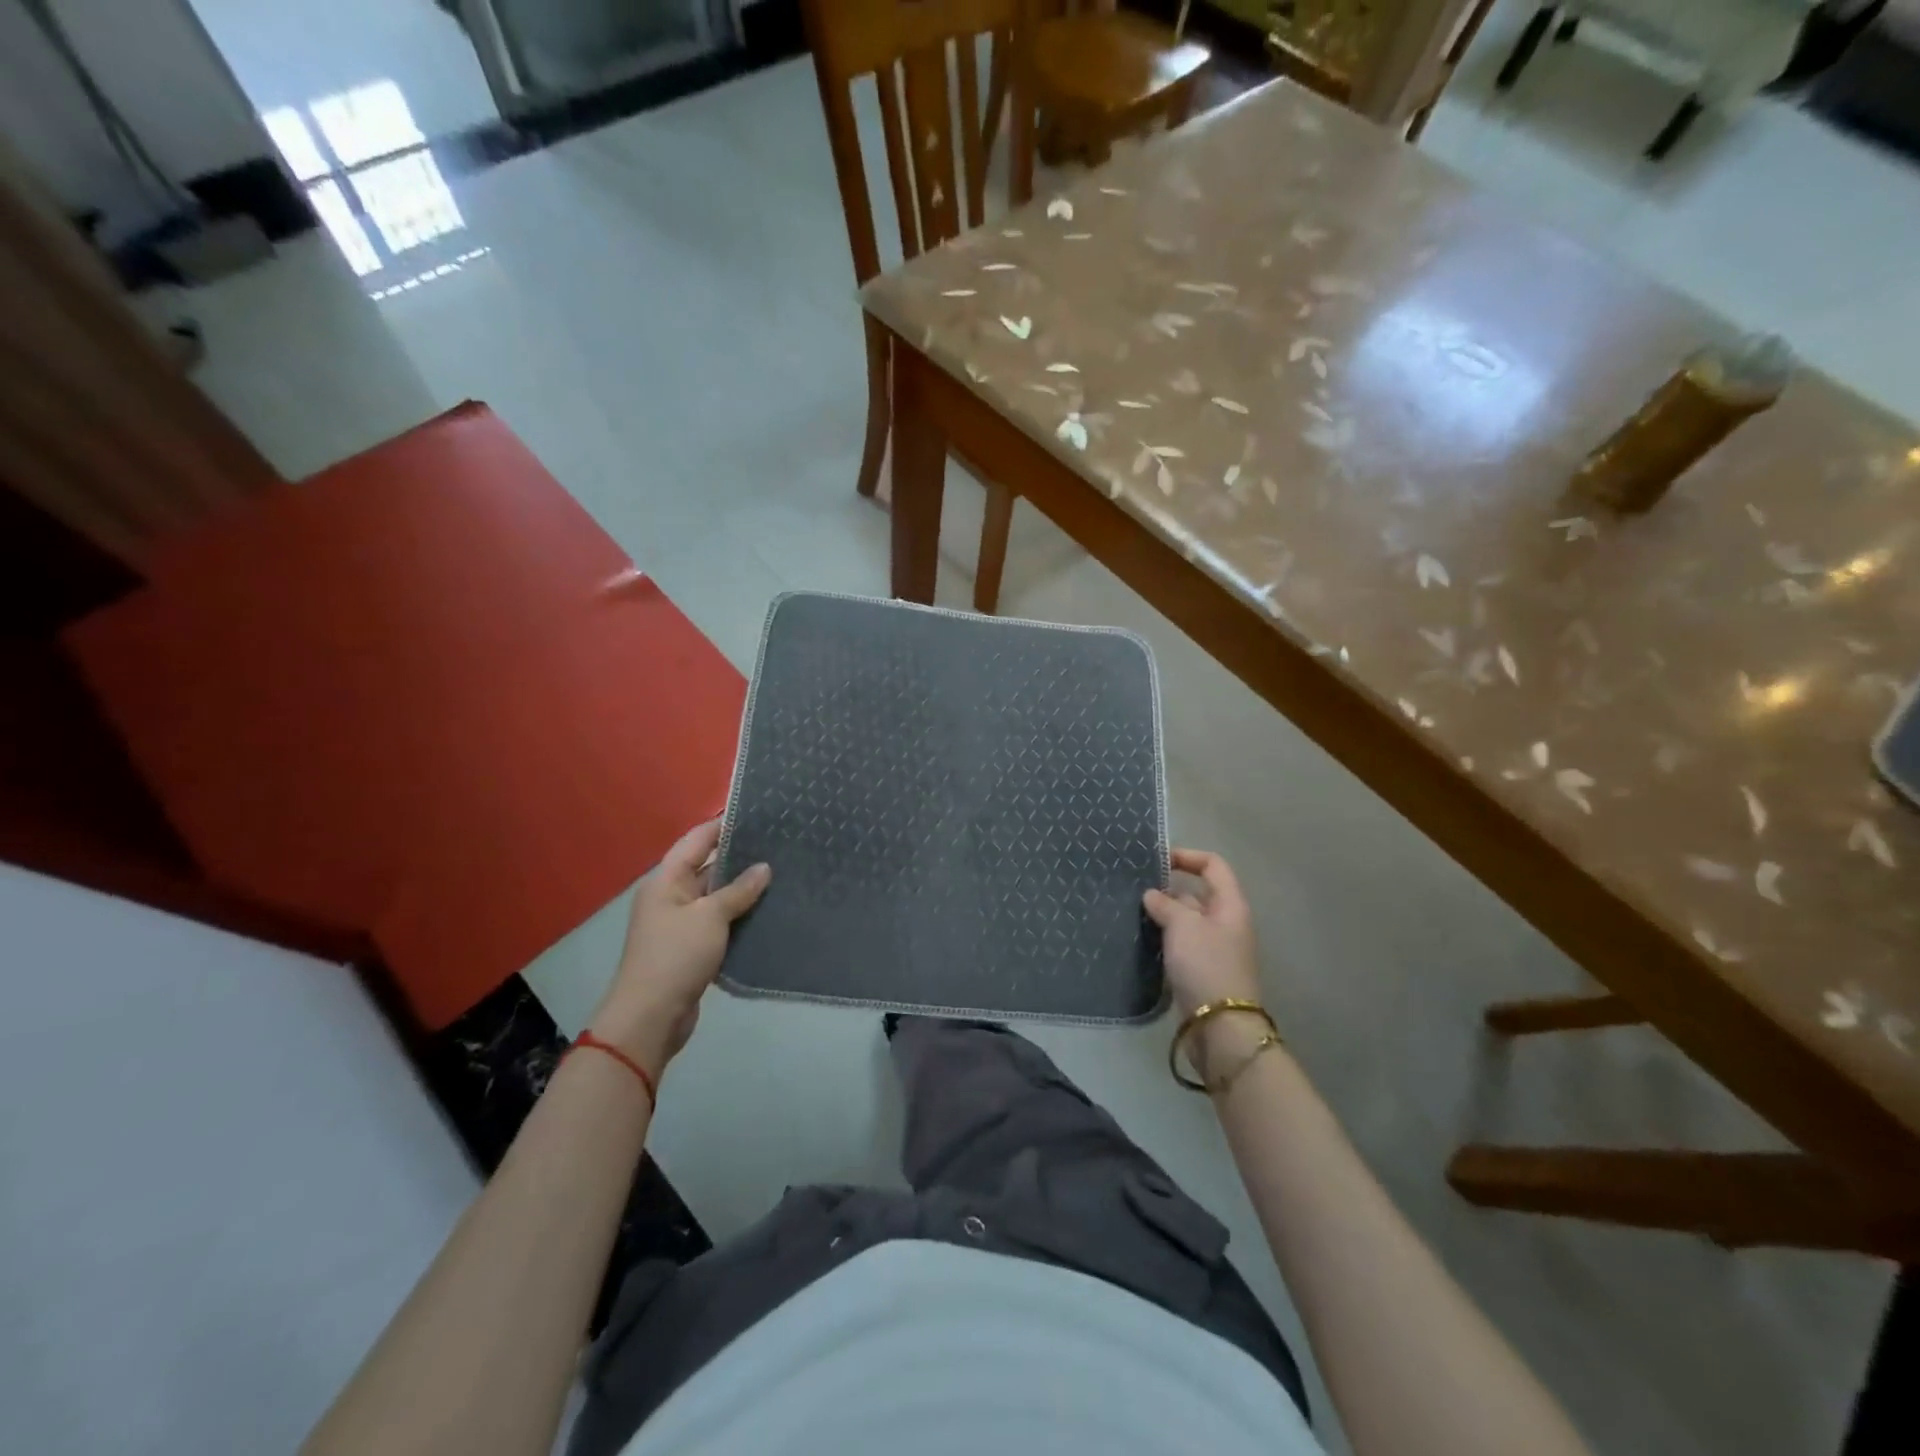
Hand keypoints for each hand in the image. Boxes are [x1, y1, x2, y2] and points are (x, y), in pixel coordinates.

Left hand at [589, 820, 769, 1080]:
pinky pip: (718, 922)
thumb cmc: (676, 956)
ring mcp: (680, 924)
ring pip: (716, 896)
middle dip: (739, 857)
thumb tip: (764, 868)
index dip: (722, 825)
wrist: (651, 1017)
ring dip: (742, 890)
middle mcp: (671, 896)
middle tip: (779, 845)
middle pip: (707, 867)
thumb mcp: (710, 917)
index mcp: (666, 880)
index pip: (696, 840)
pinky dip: (739, 917)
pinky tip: (767, 912)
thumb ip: (738, 891)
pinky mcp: (691, 948)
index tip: (756, 814)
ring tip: (781, 875)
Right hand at [1144, 848, 1268, 1072]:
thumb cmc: (1206, 965)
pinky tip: (1139, 939)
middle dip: (1167, 889)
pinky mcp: (1200, 970)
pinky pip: (1180, 944)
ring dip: (1162, 915)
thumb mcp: (1183, 926)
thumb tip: (1152, 895)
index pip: (1213, 866)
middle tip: (1134, 888)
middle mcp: (1225, 923)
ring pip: (1185, 921)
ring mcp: (1213, 948)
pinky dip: (1162, 938)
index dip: (1187, 856)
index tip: (1157, 860)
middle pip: (1196, 894)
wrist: (1219, 1026)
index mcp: (1230, 905)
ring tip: (1130, 911)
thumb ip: (1166, 904)